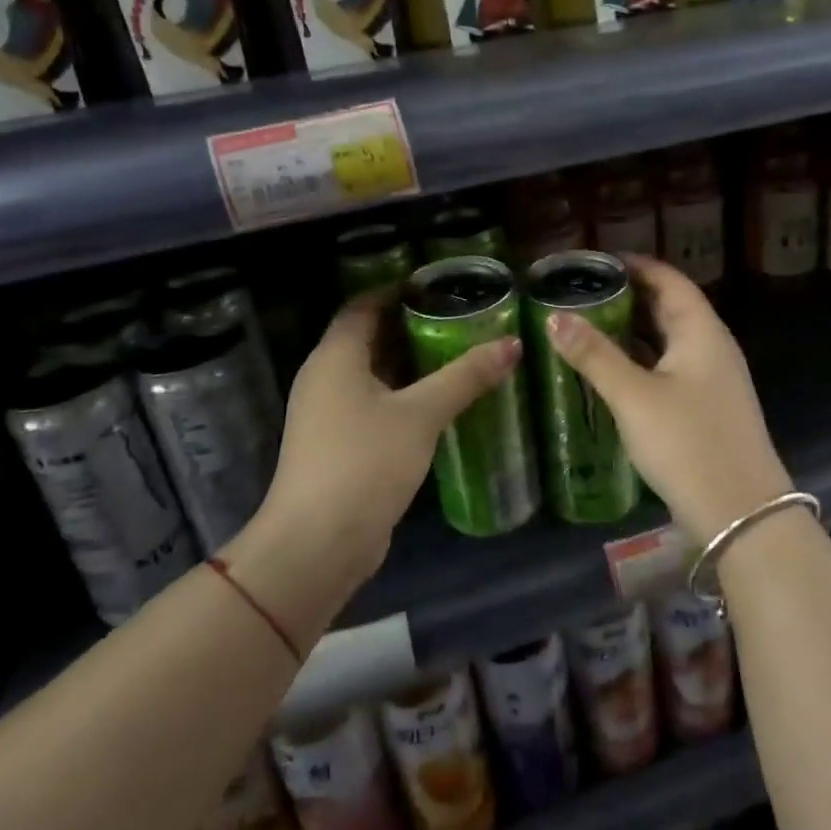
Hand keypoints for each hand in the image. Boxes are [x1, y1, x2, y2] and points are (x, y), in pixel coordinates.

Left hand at [256, 290, 520, 583]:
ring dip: (412, 364)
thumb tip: (513, 343)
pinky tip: (441, 402)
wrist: (318, 544)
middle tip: (461, 317)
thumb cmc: (364, 462)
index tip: (439, 285)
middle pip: (369, 337)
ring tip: (460, 353)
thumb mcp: (421, 414)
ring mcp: (329, 415)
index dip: (396, 290)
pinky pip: (375, 405)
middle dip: (412, 326)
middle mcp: (325, 378)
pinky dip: (405, 396)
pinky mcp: (341, 446)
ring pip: (374, 374)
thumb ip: (465, 376)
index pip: (363, 305)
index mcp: (335, 357)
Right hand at [546, 256, 794, 544]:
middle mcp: (712, 348)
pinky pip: (669, 368)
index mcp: (701, 332)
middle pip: (669, 308)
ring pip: (668, 341)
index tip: (595, 262)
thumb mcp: (634, 397)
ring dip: (633, 331)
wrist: (742, 516)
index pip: (669, 280)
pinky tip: (611, 371)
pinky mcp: (706, 408)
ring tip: (588, 325)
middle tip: (582, 293)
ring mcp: (712, 380)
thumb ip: (595, 356)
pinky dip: (641, 361)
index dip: (635, 265)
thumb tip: (555, 317)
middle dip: (629, 297)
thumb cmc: (688, 444)